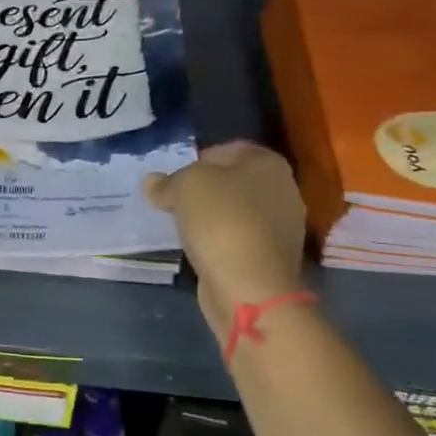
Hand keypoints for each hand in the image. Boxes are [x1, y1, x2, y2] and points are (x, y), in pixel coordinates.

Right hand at [145, 141, 307, 339]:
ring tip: (183, 227)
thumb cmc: (221, 221)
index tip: (176, 178)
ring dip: (211, 217)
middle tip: (175, 201)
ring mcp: (281, 227)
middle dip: (204, 190)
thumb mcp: (185, 187)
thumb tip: (153, 182)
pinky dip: (220, 241)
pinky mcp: (271, 257)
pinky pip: (238, 238)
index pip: (228, 149)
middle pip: (233, 181)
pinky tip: (200, 249)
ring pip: (236, 211)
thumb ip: (168, 181)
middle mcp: (283, 190)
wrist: (250, 286)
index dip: (198, 160)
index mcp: (268, 163)